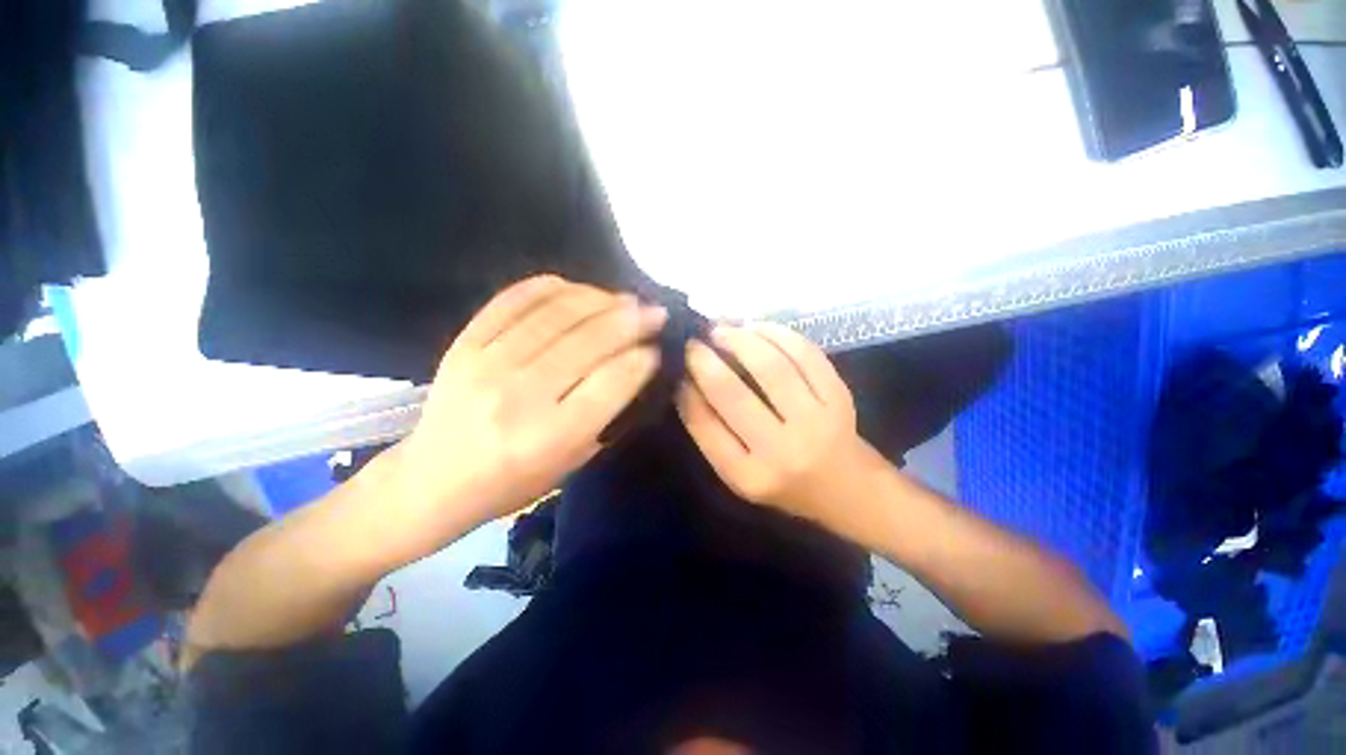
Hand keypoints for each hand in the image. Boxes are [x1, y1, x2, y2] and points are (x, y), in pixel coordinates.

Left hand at [387, 275, 666, 552]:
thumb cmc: (511, 483)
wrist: (433, 480)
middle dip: (630, 321)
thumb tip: (634, 367)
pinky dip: (551, 287)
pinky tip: (577, 288)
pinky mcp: (465, 344)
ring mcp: (487, 364)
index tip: (656, 349)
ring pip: (555, 315)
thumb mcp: (570, 464)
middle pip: (587, 343)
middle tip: (654, 311)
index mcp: (548, 437)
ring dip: (599, 299)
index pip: (609, 384)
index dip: (640, 361)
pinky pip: (513, 301)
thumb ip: (604, 416)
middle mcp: (519, 396)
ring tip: (624, 298)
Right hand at [676, 322, 863, 526]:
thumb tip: (686, 381)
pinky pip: (805, 354)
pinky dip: (776, 333)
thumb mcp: (738, 473)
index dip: (686, 390)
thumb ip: (711, 433)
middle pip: (732, 393)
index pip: (704, 424)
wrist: (847, 489)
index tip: (676, 367)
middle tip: (693, 341)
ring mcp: (815, 421)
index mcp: (748, 476)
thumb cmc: (784, 484)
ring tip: (722, 330)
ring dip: (739, 339)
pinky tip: (756, 328)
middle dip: (704, 359)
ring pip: (770, 366)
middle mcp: (782, 451)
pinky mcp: (839, 397)